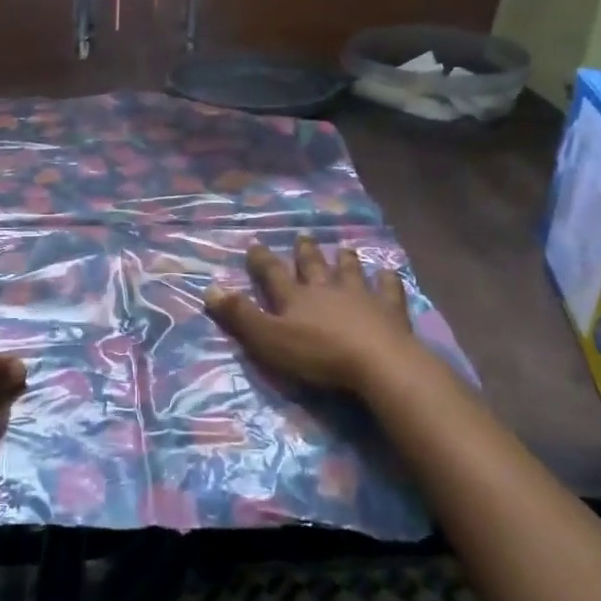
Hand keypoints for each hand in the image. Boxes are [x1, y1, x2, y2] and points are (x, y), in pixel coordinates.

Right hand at [204, 237, 420, 394]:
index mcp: (295, 297)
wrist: (377, 362)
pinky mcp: (390, 310)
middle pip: (313, 266)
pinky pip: (389, 289)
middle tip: (302, 237)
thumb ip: (240, 315)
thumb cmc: (318, 354)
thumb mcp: (269, 339)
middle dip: (305, 252)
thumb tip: (210, 288)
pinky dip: (388, 280)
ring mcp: (361, 296)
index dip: (262, 260)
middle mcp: (326, 289)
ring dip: (345, 260)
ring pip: (350, 271)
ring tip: (343, 248)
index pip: (273, 273)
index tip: (255, 245)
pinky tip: (389, 273)